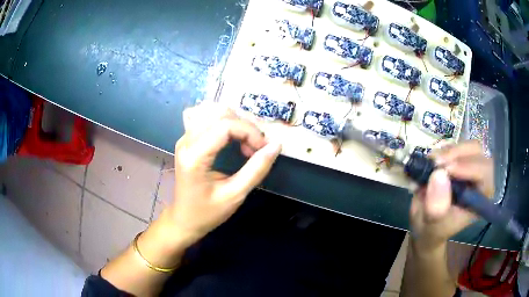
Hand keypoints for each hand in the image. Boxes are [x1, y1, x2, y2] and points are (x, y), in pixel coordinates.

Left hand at [165, 103, 281, 243]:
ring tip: (245, 145)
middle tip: (255, 149)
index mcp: (194, 156)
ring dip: (236, 123)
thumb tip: (276, 146)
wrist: (185, 219)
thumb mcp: (235, 195)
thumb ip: (256, 169)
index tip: (263, 149)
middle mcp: (186, 141)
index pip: (225, 126)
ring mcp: (185, 138)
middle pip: (219, 114)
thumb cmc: (208, 212)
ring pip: (213, 112)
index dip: (249, 132)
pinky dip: (227, 124)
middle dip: (244, 126)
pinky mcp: (187, 140)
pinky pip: (208, 119)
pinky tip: (234, 140)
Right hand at [410, 141, 493, 251]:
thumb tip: (439, 174)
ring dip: (449, 150)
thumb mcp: (432, 225)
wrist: (425, 226)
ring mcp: (471, 168)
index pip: (485, 173)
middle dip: (458, 154)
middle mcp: (480, 180)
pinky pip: (456, 146)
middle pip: (479, 153)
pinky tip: (432, 159)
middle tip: (437, 161)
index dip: (469, 167)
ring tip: (431, 161)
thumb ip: (437, 207)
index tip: (446, 169)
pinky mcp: (460, 161)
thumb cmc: (432, 230)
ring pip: (468, 146)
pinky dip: (443, 149)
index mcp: (481, 198)